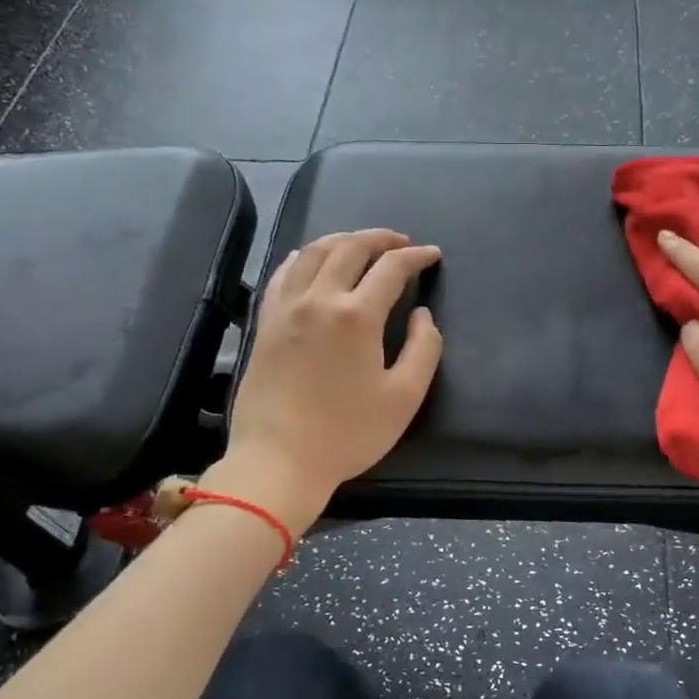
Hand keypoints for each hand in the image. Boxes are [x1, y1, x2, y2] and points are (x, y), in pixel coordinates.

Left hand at [219, 229, 442, 526]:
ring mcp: (286, 308)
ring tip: (361, 244)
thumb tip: (421, 314)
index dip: (416, 257)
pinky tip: (311, 259)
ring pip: (314, 253)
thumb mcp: (404, 397)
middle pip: (350, 248)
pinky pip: (284, 274)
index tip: (432, 255)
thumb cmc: (348, 433)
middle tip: (401, 243)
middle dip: (380, 238)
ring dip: (343, 240)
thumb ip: (424, 348)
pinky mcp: (266, 323)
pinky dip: (304, 257)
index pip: (391, 268)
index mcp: (357, 316)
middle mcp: (319, 299)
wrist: (279, 459)